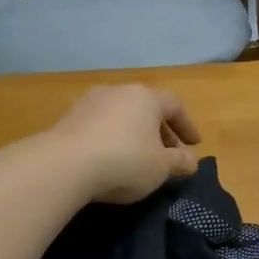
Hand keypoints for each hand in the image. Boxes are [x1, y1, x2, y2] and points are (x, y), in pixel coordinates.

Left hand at [48, 86, 200, 203]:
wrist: (64, 165)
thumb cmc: (125, 160)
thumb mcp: (161, 167)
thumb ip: (179, 162)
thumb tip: (190, 161)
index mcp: (146, 97)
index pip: (175, 105)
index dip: (187, 125)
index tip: (194, 144)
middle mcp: (119, 91)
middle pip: (147, 108)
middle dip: (161, 131)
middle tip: (169, 153)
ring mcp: (90, 102)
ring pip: (122, 115)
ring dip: (134, 134)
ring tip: (139, 157)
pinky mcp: (68, 118)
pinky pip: (100, 126)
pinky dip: (111, 139)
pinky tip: (111, 159)